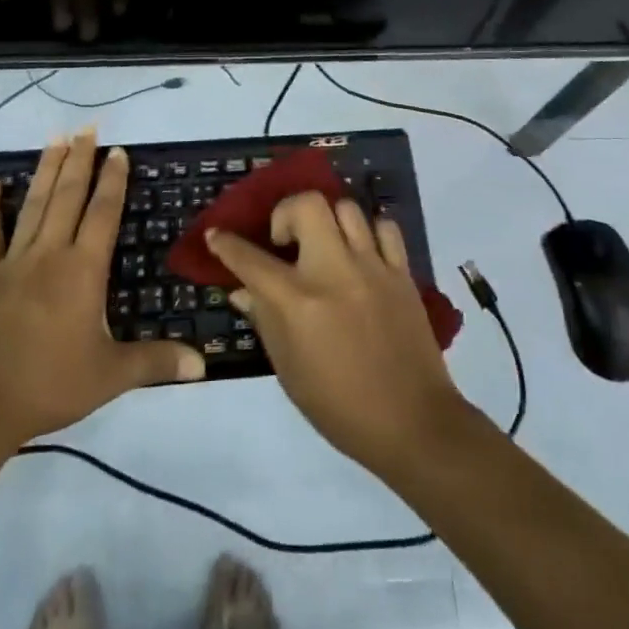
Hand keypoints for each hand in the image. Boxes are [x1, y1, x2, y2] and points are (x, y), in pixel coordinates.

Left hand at [0, 130, 202, 447]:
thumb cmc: (49, 384)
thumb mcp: (110, 376)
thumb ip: (155, 362)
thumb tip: (203, 365)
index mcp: (83, 270)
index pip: (103, 213)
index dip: (113, 181)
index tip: (118, 151)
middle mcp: (49, 254)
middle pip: (68, 196)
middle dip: (80, 160)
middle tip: (87, 127)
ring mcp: (12, 261)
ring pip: (34, 204)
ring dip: (46, 169)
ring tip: (55, 137)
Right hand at [208, 193, 466, 471]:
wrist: (412, 423)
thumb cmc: (339, 406)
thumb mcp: (288, 370)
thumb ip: (264, 320)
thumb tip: (241, 289)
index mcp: (298, 302)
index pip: (250, 258)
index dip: (226, 243)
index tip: (216, 235)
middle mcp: (333, 271)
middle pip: (307, 204)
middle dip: (286, 213)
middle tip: (285, 242)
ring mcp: (372, 266)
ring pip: (346, 207)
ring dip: (327, 221)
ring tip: (325, 245)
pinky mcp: (402, 272)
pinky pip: (384, 227)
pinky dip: (368, 232)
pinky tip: (361, 253)